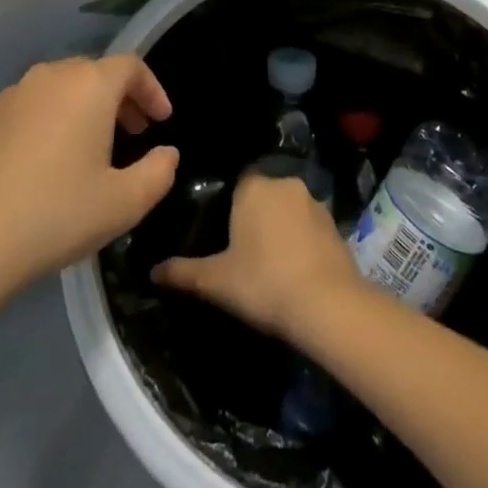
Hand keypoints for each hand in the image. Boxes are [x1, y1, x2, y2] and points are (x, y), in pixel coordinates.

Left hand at [0, 54, 178, 296]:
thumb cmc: (57, 215)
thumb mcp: (124, 203)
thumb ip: (158, 172)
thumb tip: (166, 153)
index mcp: (89, 85)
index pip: (130, 66)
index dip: (151, 89)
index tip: (161, 121)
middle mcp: (50, 76)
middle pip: (94, 73)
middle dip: (119, 99)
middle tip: (132, 134)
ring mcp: (12, 93)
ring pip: (59, 88)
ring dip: (82, 109)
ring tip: (89, 149)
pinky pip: (28, 107)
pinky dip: (47, 122)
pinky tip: (43, 163)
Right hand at [151, 172, 360, 342]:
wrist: (327, 305)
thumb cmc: (264, 282)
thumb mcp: (217, 281)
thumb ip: (184, 273)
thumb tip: (152, 272)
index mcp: (253, 186)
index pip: (237, 183)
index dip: (230, 206)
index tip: (223, 230)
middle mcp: (284, 184)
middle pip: (263, 194)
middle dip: (255, 216)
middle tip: (244, 250)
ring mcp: (314, 202)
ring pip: (288, 209)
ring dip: (281, 228)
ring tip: (271, 262)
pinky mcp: (335, 225)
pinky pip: (309, 226)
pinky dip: (302, 241)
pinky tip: (296, 269)